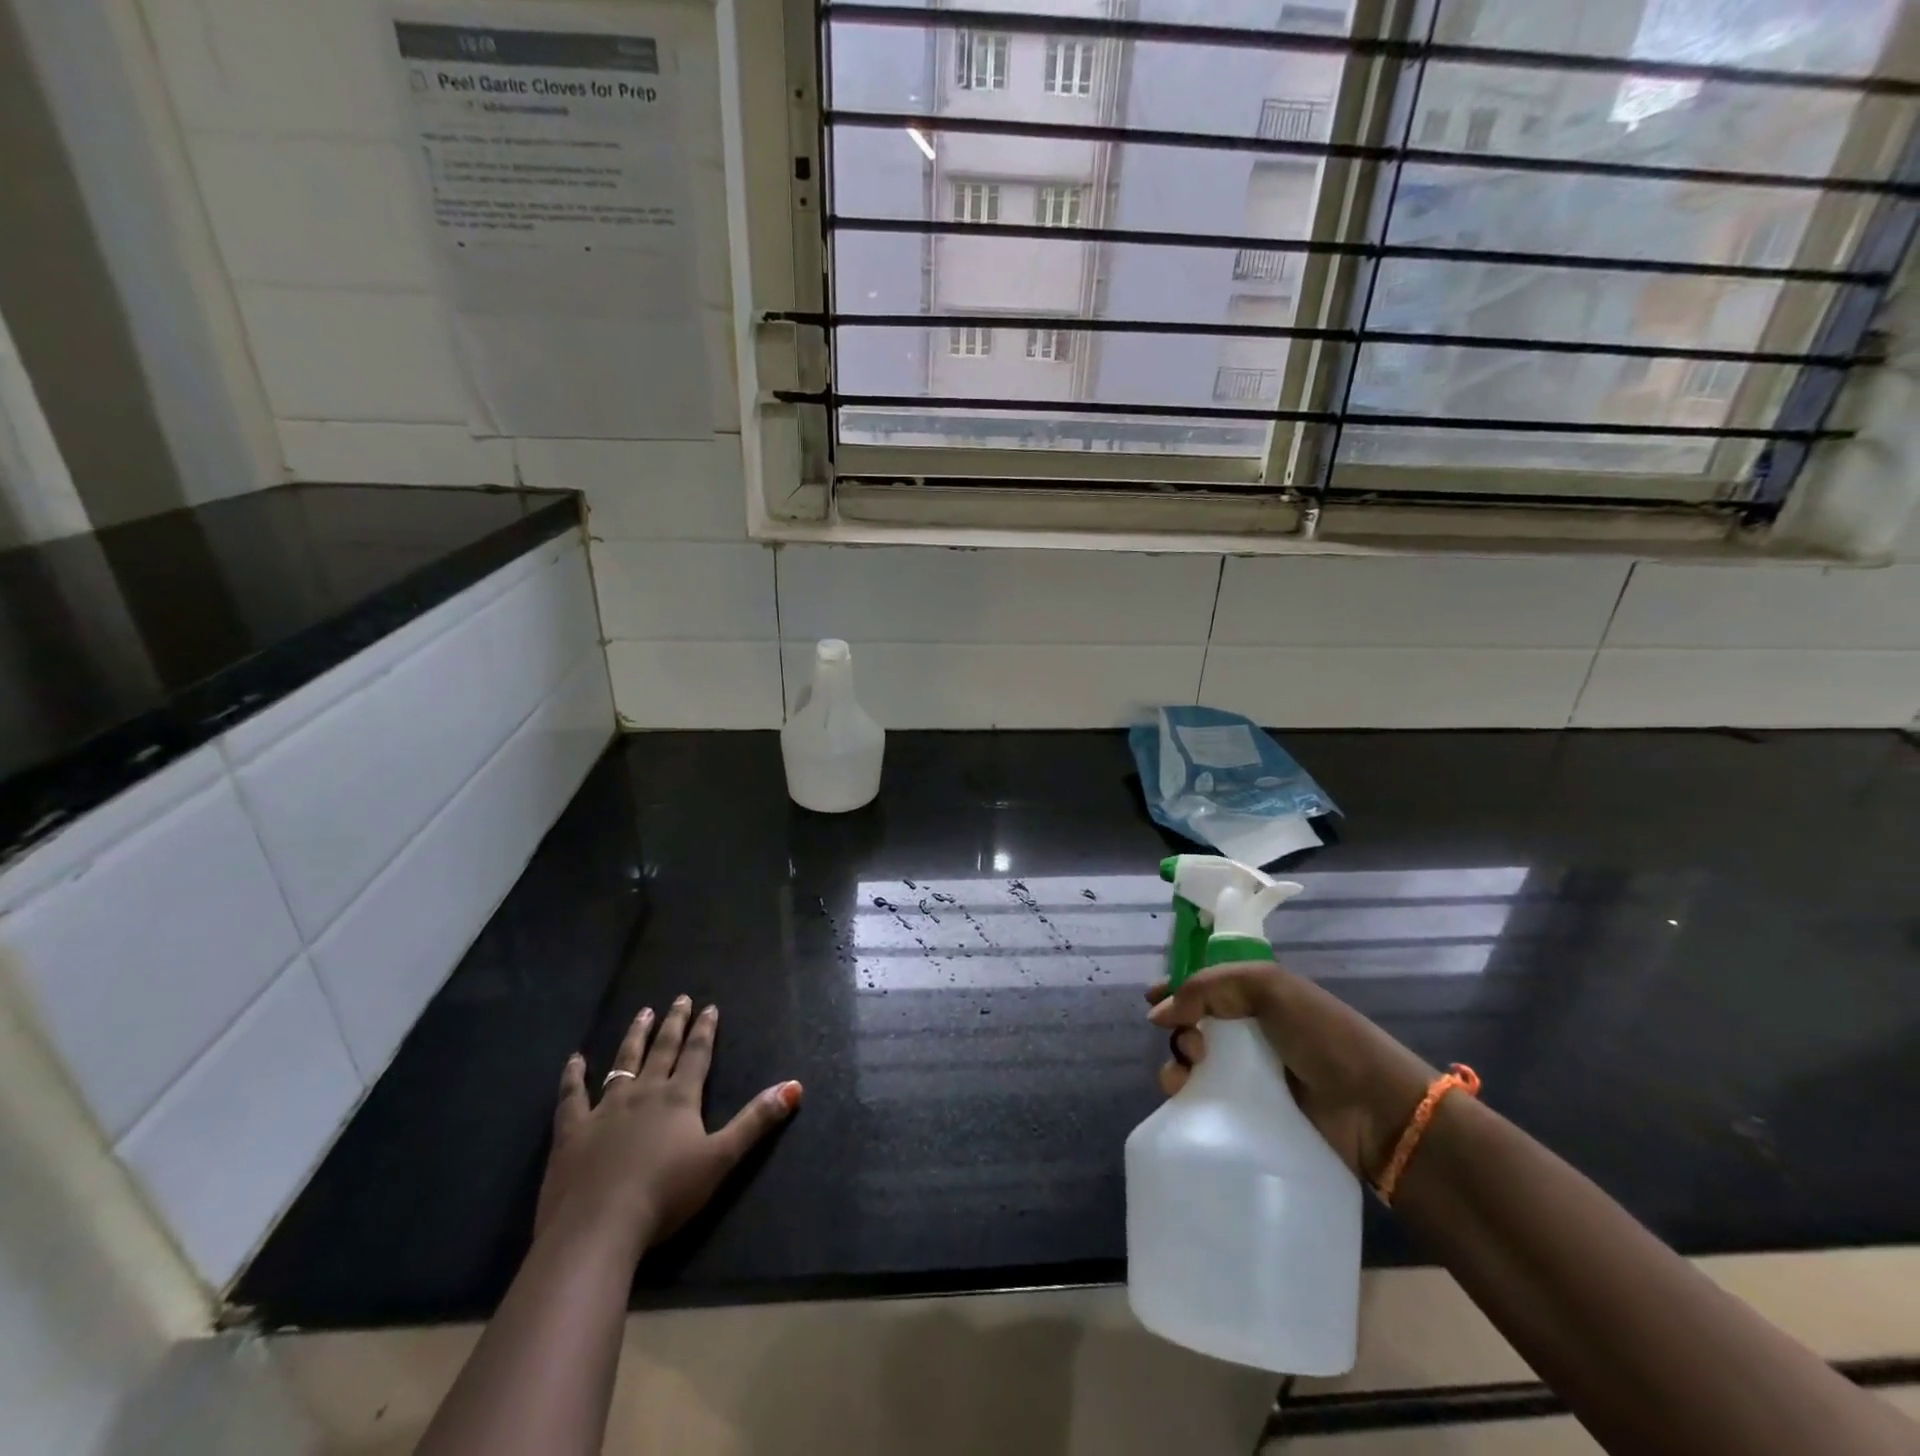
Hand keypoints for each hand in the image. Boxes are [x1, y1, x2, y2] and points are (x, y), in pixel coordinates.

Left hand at [534, 995, 801, 1259]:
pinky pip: (572, 1096)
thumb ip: (756, 1120)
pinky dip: (573, 1076)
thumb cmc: (665, 1194)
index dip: (705, 1030)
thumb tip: (795, 1086)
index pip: (697, 1054)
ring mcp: (605, 1109)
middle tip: (679, 999)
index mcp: (679, 1098)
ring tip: (643, 1013)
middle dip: (674, 1023)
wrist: (598, 1227)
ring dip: (634, 1036)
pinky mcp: (572, 1132)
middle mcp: (644, 1092)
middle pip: (663, 1050)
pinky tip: (575, 1059)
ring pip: (623, 1062)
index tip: (709, 1007)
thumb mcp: (721, 1158)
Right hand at [1148, 963, 1433, 1182]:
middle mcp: (1254, 1031)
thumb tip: (1159, 1013)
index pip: (1207, 985)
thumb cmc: (1324, 1037)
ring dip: (1178, 1061)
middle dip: (1178, 1027)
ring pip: (1196, 1062)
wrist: (1377, 1111)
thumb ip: (1209, 988)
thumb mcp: (1268, 988)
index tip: (1150, 1001)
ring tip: (1188, 1072)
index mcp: (1259, 996)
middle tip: (1190, 1043)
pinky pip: (1208, 1098)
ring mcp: (1254, 1074)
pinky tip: (1186, 1096)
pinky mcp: (1254, 1113)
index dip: (1177, 988)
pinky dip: (1189, 1093)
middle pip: (1196, 1023)